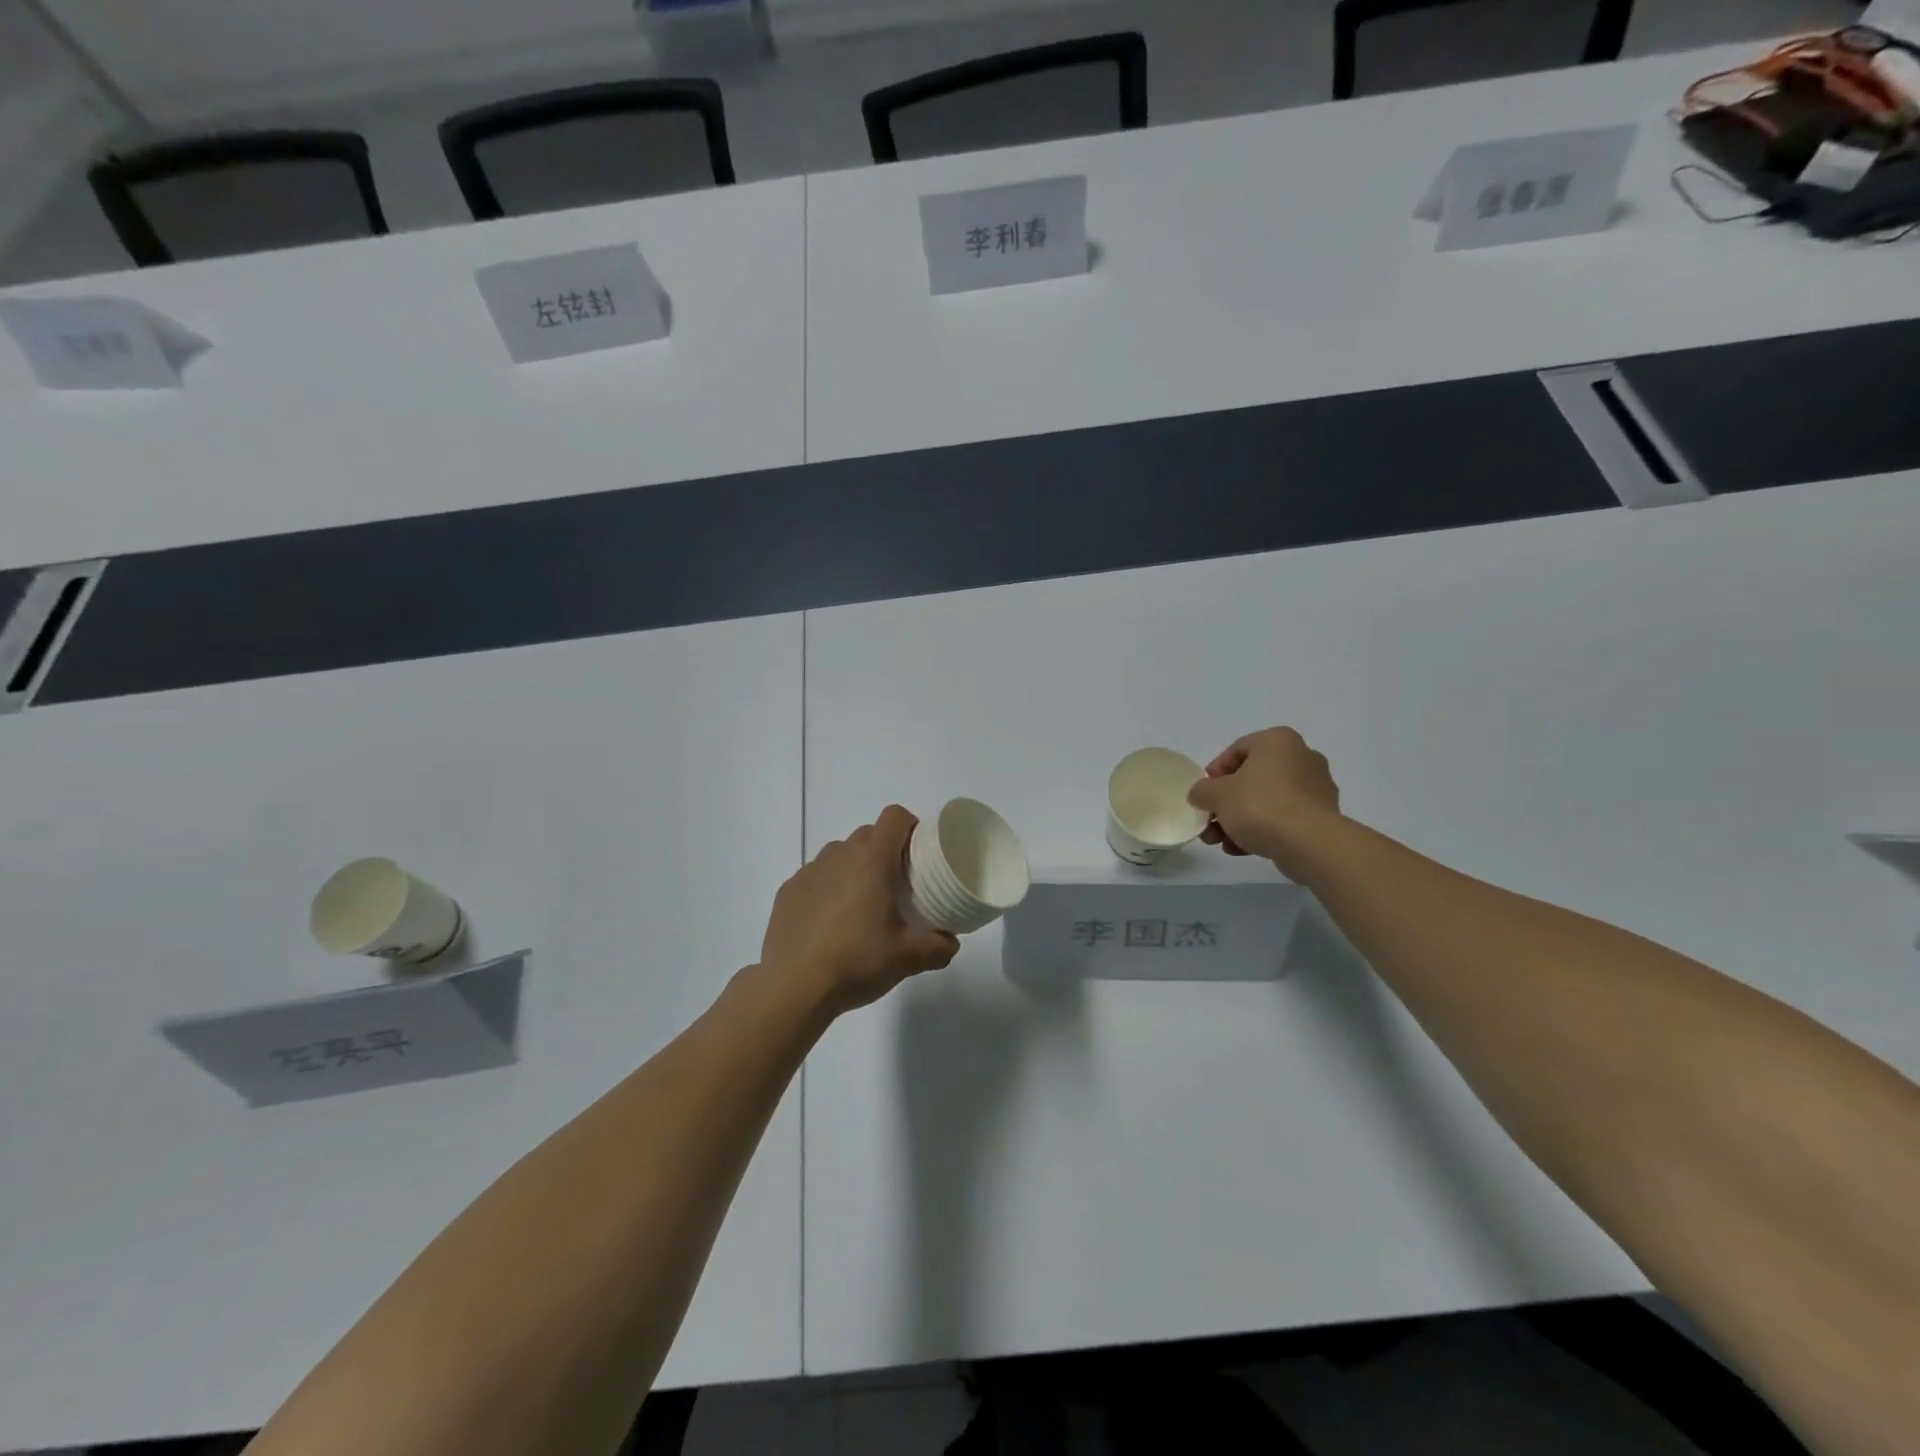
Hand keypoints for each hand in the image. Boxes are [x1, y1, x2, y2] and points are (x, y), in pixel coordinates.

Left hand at [759, 805, 959, 1016]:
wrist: (793, 987)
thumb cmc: (857, 962)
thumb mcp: (907, 959)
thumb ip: (938, 948)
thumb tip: (951, 943)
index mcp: (872, 861)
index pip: (894, 817)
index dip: (910, 827)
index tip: (918, 853)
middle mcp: (839, 855)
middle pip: (868, 834)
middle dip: (885, 851)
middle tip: (896, 885)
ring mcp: (809, 871)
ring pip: (839, 854)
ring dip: (854, 867)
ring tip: (860, 905)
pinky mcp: (787, 891)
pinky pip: (815, 877)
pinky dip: (827, 888)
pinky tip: (828, 923)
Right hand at [1187, 727, 1341, 870]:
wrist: (1310, 843)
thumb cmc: (1260, 806)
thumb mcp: (1216, 795)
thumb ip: (1202, 791)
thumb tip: (1201, 795)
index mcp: (1278, 741)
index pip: (1237, 750)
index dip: (1215, 773)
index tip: (1203, 795)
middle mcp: (1302, 757)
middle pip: (1252, 779)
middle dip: (1226, 803)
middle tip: (1210, 823)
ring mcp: (1316, 787)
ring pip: (1267, 800)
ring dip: (1240, 820)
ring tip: (1222, 843)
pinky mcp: (1323, 816)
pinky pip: (1284, 817)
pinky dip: (1263, 829)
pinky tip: (1242, 849)